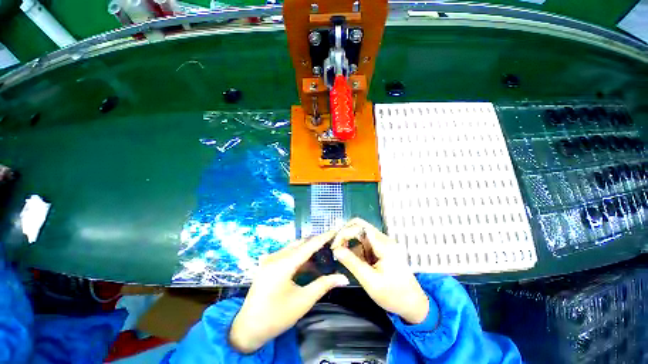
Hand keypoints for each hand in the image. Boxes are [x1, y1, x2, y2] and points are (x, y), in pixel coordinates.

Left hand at [229, 230, 349, 353]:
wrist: (247, 329)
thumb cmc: (276, 317)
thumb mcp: (303, 301)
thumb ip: (323, 285)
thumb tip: (343, 278)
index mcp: (283, 264)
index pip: (309, 245)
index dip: (323, 237)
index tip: (335, 231)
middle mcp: (276, 256)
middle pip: (301, 243)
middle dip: (316, 242)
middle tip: (331, 244)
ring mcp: (270, 259)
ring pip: (294, 247)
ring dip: (308, 249)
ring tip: (323, 253)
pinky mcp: (267, 263)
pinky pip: (287, 253)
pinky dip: (299, 255)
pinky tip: (308, 262)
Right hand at [331, 218, 429, 324]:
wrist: (413, 304)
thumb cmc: (394, 295)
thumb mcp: (370, 281)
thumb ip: (352, 263)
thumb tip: (336, 250)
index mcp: (384, 245)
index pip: (359, 227)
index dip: (344, 233)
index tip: (334, 246)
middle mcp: (383, 239)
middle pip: (360, 226)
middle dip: (345, 235)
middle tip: (336, 248)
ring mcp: (383, 243)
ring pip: (360, 234)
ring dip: (350, 243)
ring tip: (342, 256)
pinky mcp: (381, 249)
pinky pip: (364, 243)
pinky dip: (356, 249)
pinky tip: (354, 261)